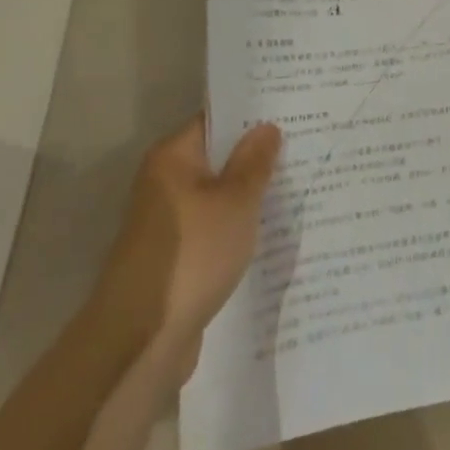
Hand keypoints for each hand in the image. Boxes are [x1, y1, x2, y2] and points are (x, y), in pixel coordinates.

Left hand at [91, 115, 280, 384]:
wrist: (143, 338)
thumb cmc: (193, 254)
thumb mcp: (236, 202)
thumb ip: (254, 163)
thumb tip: (266, 127)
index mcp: (173, 158)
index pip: (216, 120)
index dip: (252, 115)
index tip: (290, 111)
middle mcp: (165, 182)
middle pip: (218, 158)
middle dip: (257, 156)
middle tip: (306, 145)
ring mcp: (169, 221)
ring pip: (218, 196)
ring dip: (250, 195)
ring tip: (298, 184)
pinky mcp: (177, 256)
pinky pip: (214, 228)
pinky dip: (238, 227)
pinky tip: (273, 230)